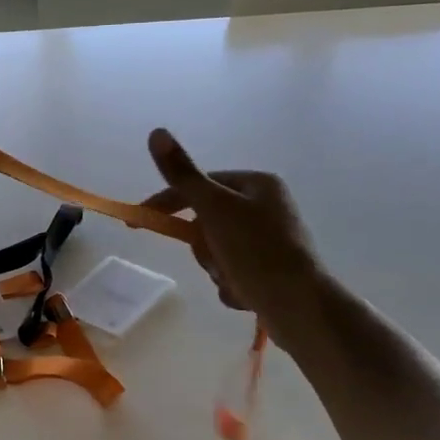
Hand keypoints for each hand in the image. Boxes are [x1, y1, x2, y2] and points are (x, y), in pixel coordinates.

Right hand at [142, 128, 323, 323]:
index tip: (138, 222)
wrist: (301, 309)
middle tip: (211, 255)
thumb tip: (157, 131)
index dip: (165, 202)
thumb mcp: (214, 208)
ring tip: (232, 278)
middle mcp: (266, 207)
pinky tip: (245, 294)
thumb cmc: (257, 251)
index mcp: (257, 184)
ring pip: (216, 249)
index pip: (198, 185)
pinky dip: (231, 283)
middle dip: (202, 244)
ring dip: (215, 266)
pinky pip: (232, 272)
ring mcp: (270, 241)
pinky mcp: (271, 271)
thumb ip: (182, 174)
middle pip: (205, 220)